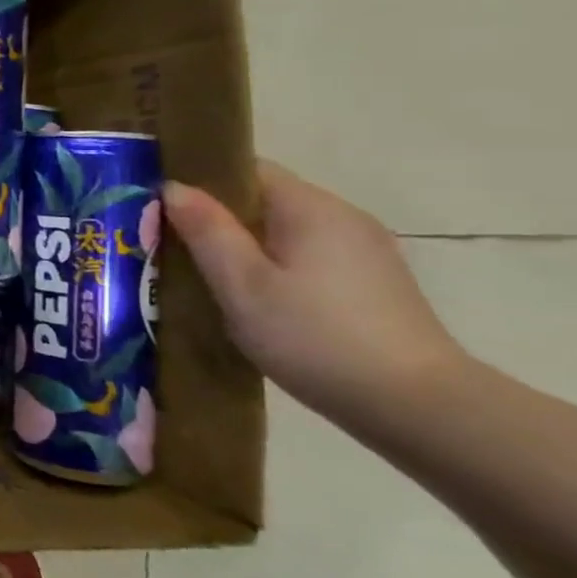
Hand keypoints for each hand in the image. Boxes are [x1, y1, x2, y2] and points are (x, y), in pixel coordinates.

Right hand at [163, 161, 465, 412]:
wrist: (417, 407)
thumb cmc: (314, 336)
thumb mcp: (243, 284)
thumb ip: (207, 231)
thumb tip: (173, 187)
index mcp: (311, 208)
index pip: (246, 169)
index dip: (198, 181)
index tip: (158, 206)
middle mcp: (343, 218)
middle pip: (263, 201)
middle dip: (214, 218)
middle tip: (165, 245)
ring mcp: (363, 253)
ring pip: (282, 232)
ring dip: (240, 247)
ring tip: (199, 277)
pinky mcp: (370, 285)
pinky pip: (304, 258)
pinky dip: (269, 268)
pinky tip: (249, 301)